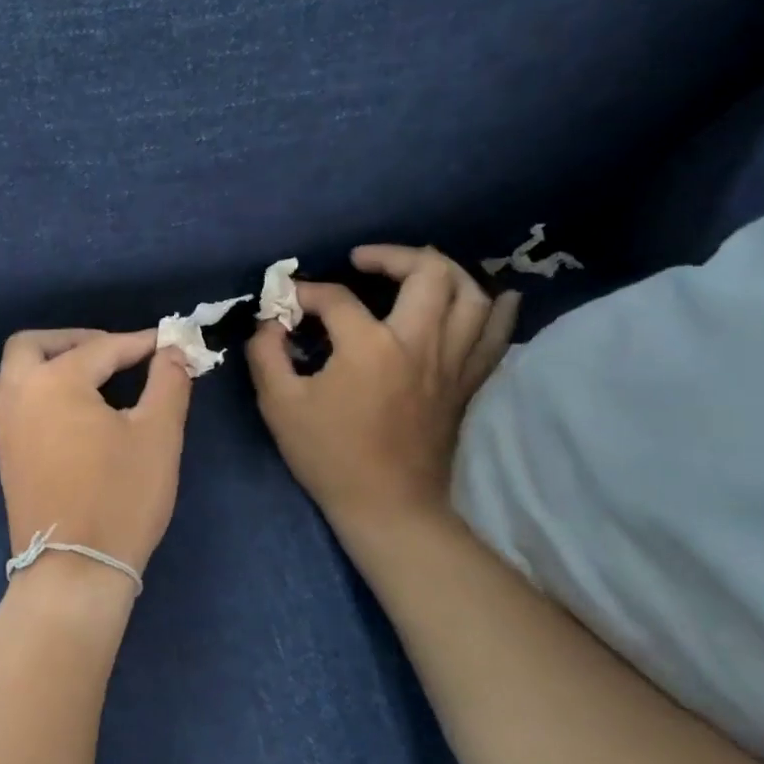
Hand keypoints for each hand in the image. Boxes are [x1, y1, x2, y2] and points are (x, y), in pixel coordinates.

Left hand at [0, 329, 193, 577]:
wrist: (74, 571)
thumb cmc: (121, 497)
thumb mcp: (158, 435)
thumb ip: (167, 382)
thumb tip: (172, 349)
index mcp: (54, 382)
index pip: (102, 349)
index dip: (139, 344)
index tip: (168, 342)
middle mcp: (18, 395)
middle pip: (33, 345)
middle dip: (74, 340)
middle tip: (113, 352)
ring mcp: (4, 426)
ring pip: (17, 373)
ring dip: (50, 363)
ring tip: (93, 378)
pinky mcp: (4, 454)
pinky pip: (16, 402)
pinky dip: (40, 391)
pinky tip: (73, 412)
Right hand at [247, 246, 518, 525]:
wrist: (387, 506)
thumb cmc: (329, 456)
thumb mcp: (279, 405)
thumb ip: (266, 353)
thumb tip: (269, 322)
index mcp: (370, 347)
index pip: (337, 298)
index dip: (306, 293)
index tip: (287, 302)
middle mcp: (420, 343)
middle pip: (428, 272)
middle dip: (391, 256)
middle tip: (363, 262)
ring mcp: (452, 362)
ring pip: (471, 294)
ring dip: (443, 272)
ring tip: (414, 272)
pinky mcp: (467, 382)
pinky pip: (495, 334)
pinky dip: (496, 309)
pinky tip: (491, 295)